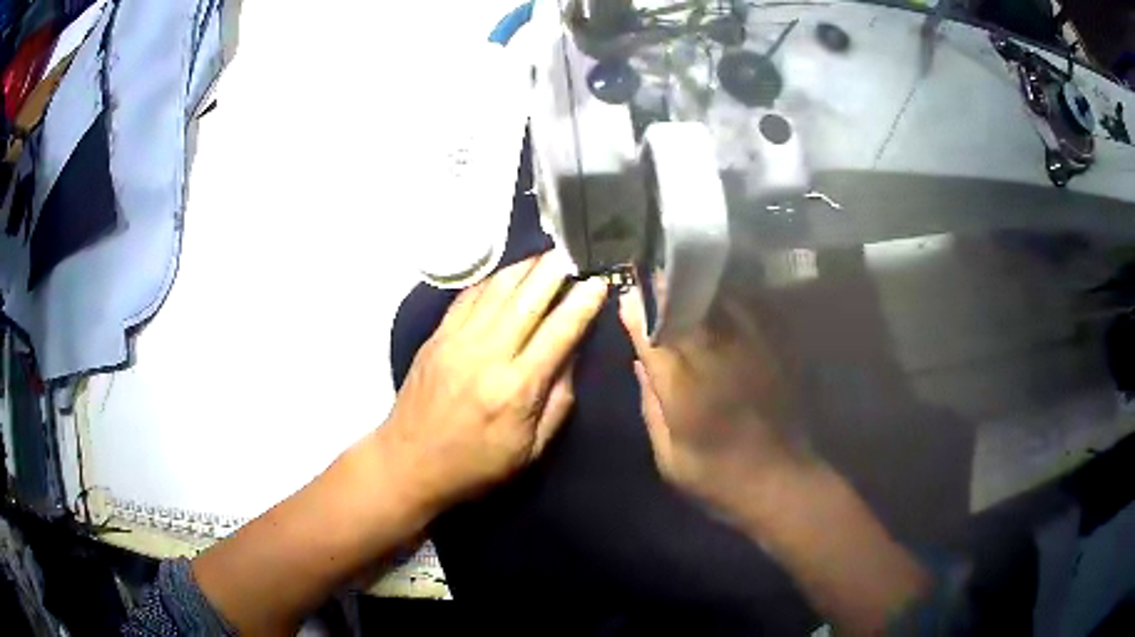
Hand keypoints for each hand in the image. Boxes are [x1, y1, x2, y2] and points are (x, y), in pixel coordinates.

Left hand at [381, 254, 607, 510]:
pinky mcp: (437, 337)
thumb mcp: (530, 449)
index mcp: (516, 389)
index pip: (559, 333)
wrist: (408, 462)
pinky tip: (508, 273)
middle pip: (528, 299)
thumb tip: (573, 353)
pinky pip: (468, 297)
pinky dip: (492, 279)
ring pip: (497, 290)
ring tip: (547, 254)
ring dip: (525, 267)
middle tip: (576, 250)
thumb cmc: (476, 465)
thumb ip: (559, 401)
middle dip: (556, 270)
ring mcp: (457, 341)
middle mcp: (487, 355)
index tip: (600, 281)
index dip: (583, 303)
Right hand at [617, 287, 804, 512]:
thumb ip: (652, 408)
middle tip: (652, 274)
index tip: (627, 297)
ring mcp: (750, 352)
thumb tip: (641, 365)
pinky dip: (732, 302)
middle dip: (666, 290)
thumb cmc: (717, 478)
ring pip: (719, 306)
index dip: (639, 316)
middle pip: (687, 311)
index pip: (655, 339)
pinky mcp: (774, 353)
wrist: (780, 482)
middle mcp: (717, 360)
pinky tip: (723, 299)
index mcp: (685, 389)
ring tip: (684, 279)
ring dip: (698, 290)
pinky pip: (750, 314)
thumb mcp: (670, 457)